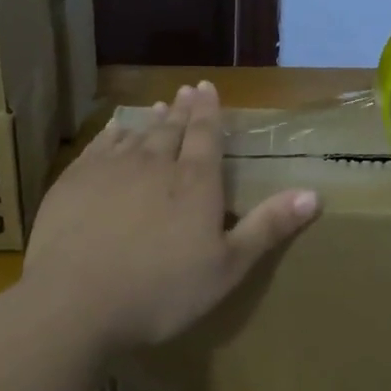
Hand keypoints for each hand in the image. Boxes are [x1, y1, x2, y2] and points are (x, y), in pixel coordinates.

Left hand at [20, 80, 320, 353]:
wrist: (76, 302)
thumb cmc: (161, 291)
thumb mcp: (228, 267)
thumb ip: (268, 228)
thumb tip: (315, 194)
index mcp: (195, 183)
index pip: (206, 135)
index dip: (209, 111)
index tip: (207, 87)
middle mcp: (155, 164)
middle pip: (172, 129)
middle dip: (182, 110)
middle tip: (186, 91)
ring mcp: (111, 170)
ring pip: (137, 135)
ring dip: (151, 120)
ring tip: (159, 107)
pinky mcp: (75, 182)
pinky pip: (99, 147)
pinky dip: (111, 135)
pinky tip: (114, 131)